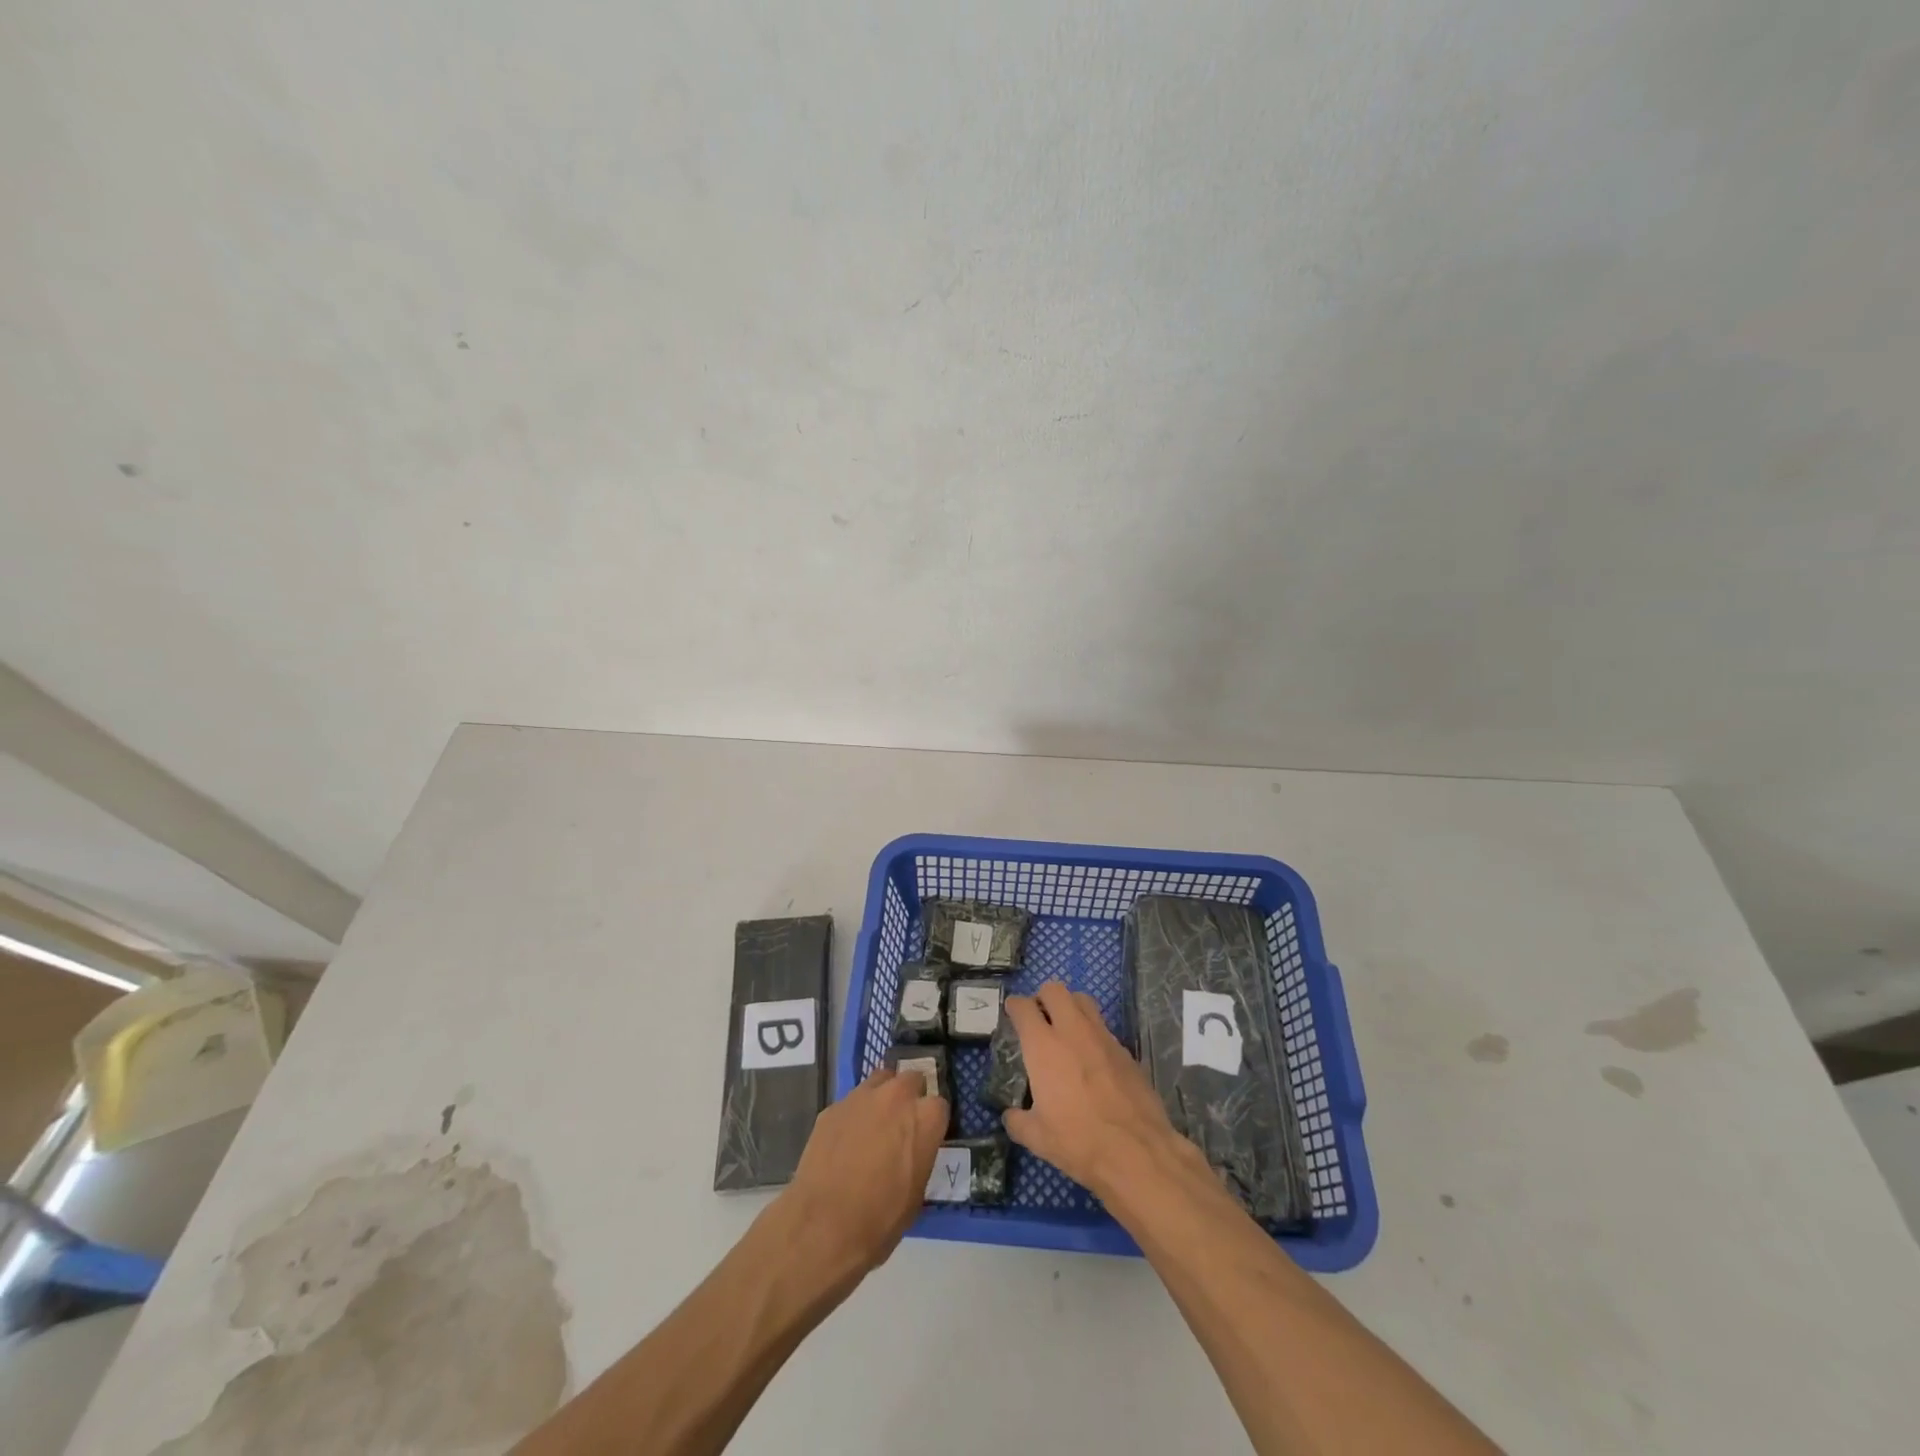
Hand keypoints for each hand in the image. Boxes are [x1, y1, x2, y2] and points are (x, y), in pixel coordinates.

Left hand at [781, 1066, 947, 1272]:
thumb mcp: (916, 1193)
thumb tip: (914, 1149)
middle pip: (910, 1079)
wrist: (823, 1226)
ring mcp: (862, 1097)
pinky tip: (845, 1139)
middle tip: (902, 1123)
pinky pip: (851, 1102)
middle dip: (910, 1096)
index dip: (931, 1121)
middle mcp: (896, 1097)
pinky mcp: (833, 1107)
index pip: (939, 1105)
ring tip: (874, 1123)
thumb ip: (920, 1155)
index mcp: (925, 1119)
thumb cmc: (880, 1219)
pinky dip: (854, 1114)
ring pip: (879, 1080)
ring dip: (882, 1095)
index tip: (926, 1135)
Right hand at [1002, 982, 1184, 1201]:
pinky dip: (1093, 1034)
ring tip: (1066, 1030)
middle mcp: (1072, 1031)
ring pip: (1083, 1001)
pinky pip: (1104, 1028)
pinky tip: (1092, 1059)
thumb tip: (1011, 1115)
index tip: (1012, 1013)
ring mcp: (1103, 1037)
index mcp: (1043, 1046)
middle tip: (1040, 1018)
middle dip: (1043, 997)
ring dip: (1070, 1007)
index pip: (1023, 1007)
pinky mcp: (1125, 1050)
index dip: (1014, 1006)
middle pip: (1055, 990)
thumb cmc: (1078, 1141)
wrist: (1136, 1152)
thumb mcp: (1037, 1138)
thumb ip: (1017, 1120)